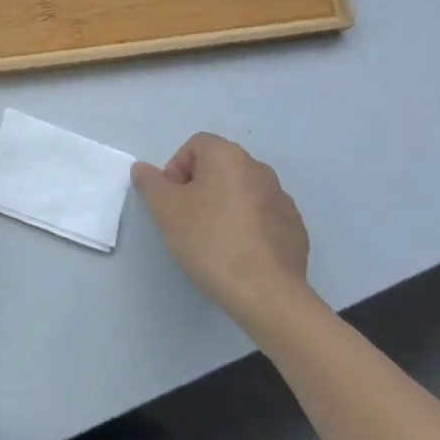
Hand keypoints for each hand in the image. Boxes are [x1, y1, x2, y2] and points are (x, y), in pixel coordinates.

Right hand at [131, 134, 315, 332]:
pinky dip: (248, 226)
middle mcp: (259, 169)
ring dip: (224, 206)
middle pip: (219, 166)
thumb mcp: (165, 210)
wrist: (266, 294)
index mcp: (228, 157)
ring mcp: (282, 199)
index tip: (172, 201)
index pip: (194, 146)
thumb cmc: (209, 241)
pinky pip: (262, 216)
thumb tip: (143, 169)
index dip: (176, 169)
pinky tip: (239, 253)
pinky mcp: (295, 228)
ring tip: (214, 239)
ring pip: (241, 192)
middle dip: (199, 187)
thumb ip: (150, 182)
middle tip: (187, 220)